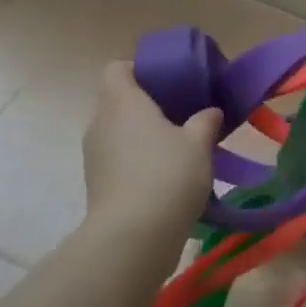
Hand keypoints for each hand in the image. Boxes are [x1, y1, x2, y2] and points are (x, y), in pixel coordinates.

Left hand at [81, 62, 222, 232]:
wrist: (133, 238)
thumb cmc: (167, 175)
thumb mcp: (198, 143)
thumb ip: (205, 121)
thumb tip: (210, 112)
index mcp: (122, 102)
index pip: (117, 68)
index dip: (140, 69)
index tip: (169, 81)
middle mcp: (101, 124)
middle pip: (119, 102)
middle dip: (149, 105)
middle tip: (183, 114)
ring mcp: (95, 157)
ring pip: (120, 133)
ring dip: (144, 137)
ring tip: (179, 148)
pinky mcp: (98, 185)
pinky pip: (120, 160)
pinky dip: (139, 162)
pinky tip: (168, 177)